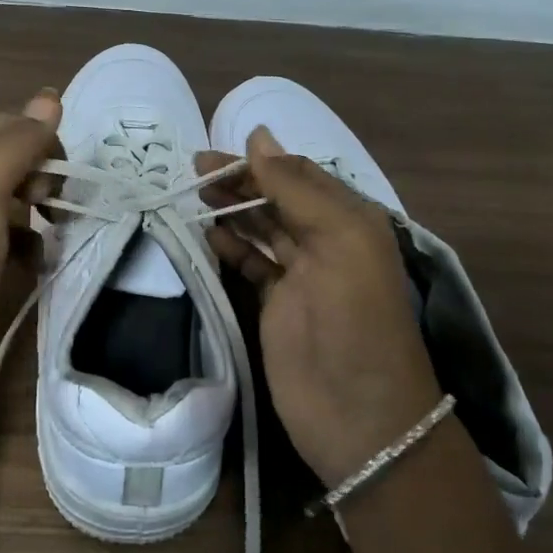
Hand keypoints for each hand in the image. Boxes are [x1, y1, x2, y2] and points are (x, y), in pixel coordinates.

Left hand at [0, 90, 61, 409]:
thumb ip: (13, 148)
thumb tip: (49, 96)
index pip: (11, 126)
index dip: (44, 141)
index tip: (63, 175)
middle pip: (13, 159)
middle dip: (44, 174)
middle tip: (58, 205)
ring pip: (14, 197)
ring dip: (42, 208)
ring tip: (58, 231)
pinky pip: (9, 235)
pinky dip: (30, 242)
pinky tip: (38, 263)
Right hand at [200, 127, 440, 488]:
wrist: (359, 416)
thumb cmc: (354, 319)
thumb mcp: (338, 240)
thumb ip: (296, 188)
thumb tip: (257, 136)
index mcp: (349, 219)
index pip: (297, 175)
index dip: (258, 162)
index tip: (214, 155)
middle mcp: (326, 240)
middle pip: (277, 198)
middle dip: (238, 182)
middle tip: (193, 172)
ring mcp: (301, 275)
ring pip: (262, 228)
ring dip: (231, 210)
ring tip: (193, 197)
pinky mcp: (278, 305)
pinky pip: (251, 263)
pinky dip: (230, 247)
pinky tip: (207, 235)